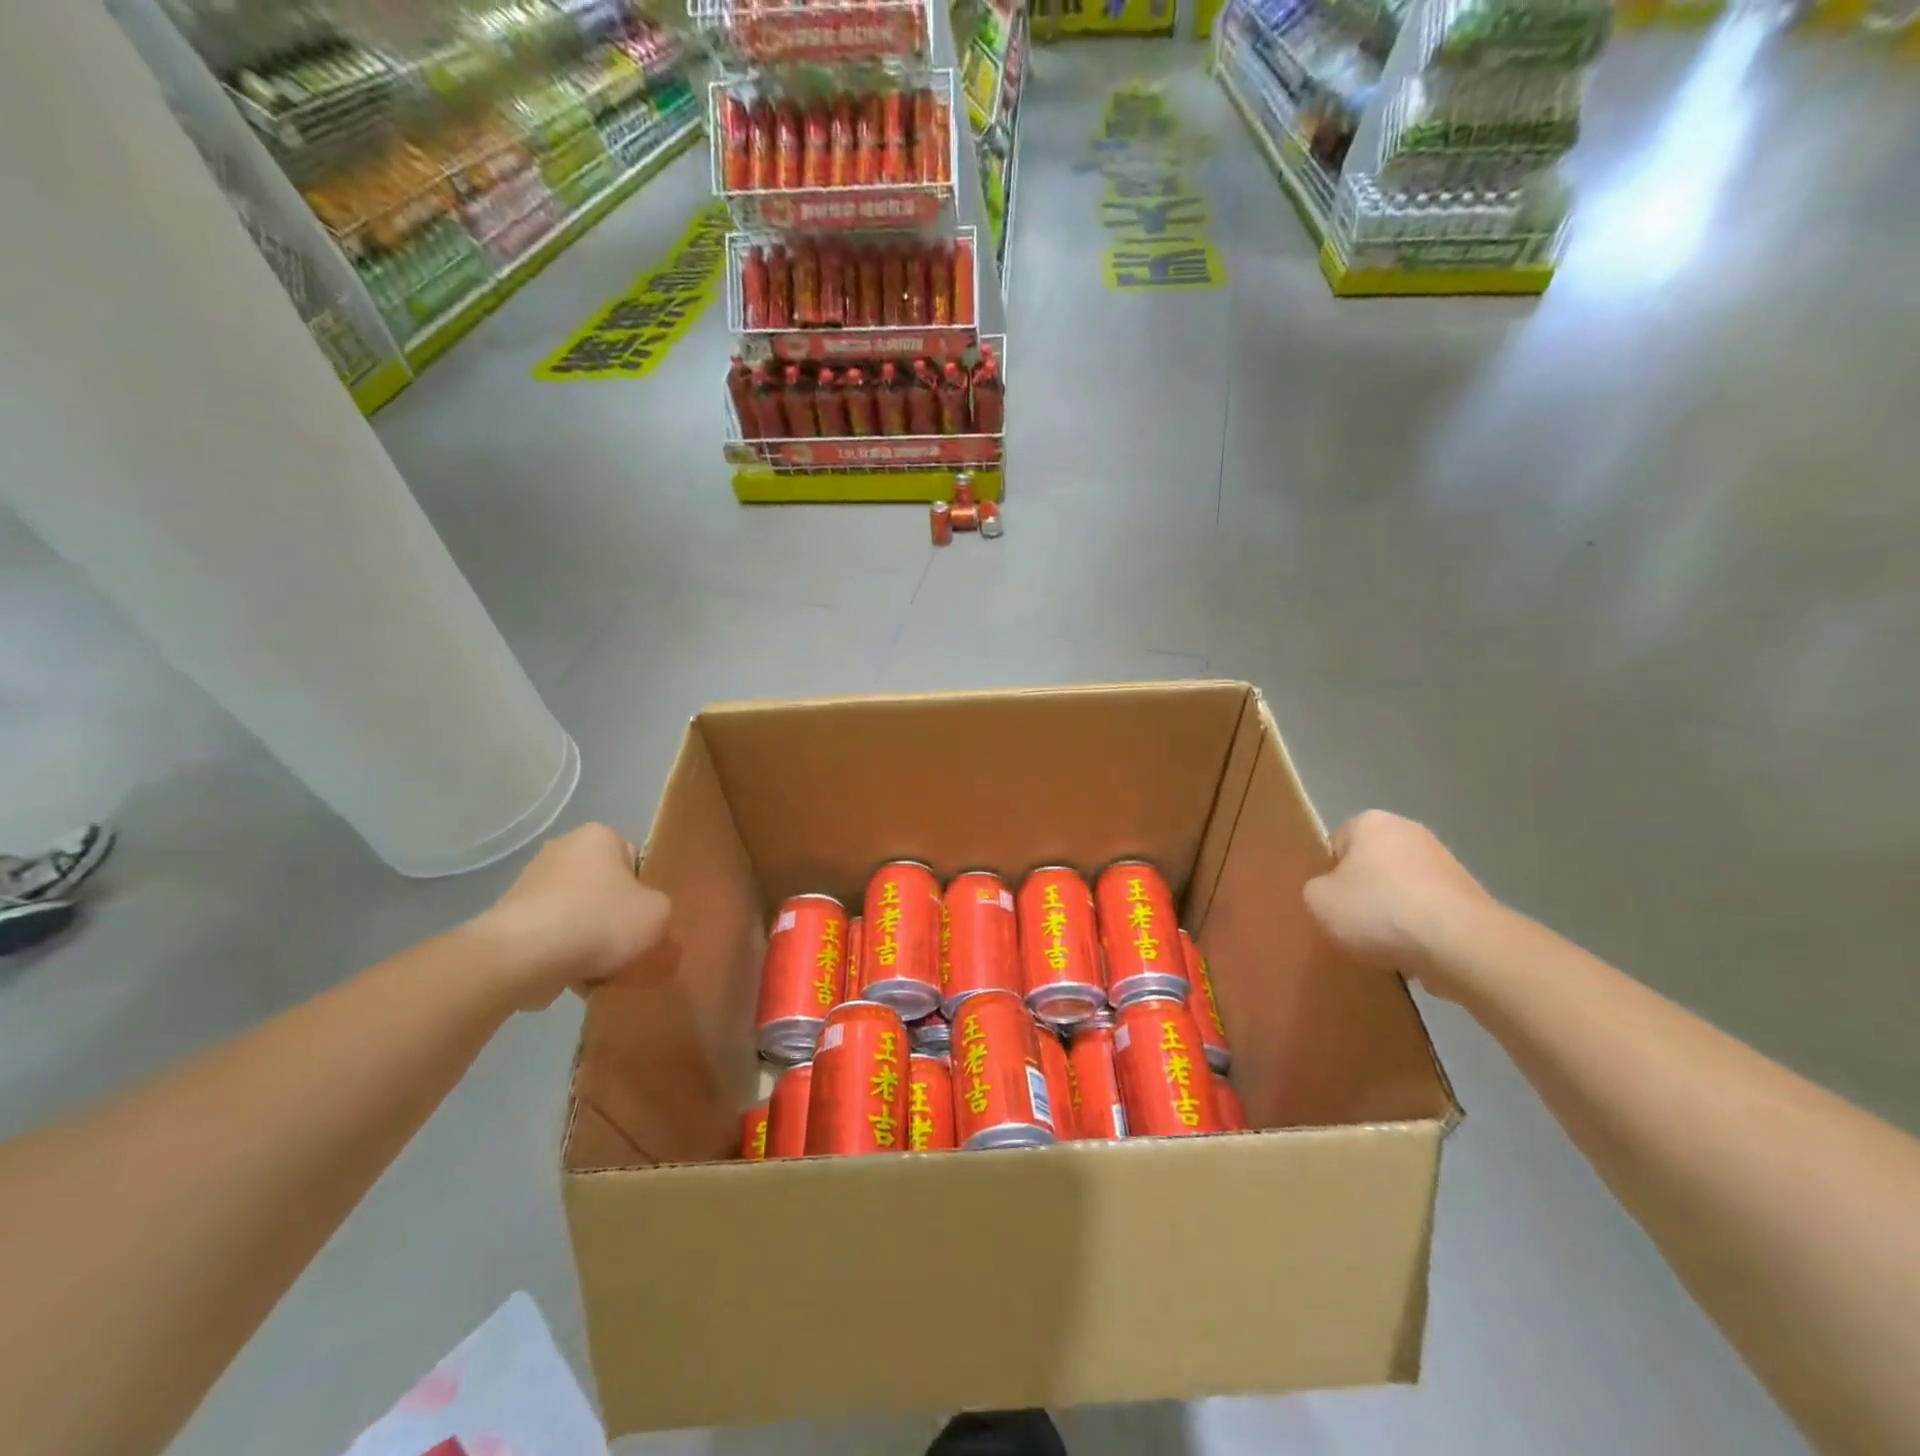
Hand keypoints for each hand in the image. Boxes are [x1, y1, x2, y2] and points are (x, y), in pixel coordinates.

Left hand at [471, 823, 670, 1008]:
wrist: (522, 958)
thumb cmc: (599, 922)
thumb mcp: (658, 915)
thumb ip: (661, 910)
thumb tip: (644, 919)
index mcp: (598, 836)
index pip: (635, 860)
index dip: (645, 893)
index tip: (644, 919)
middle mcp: (561, 850)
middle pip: (604, 889)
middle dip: (614, 918)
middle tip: (627, 947)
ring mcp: (530, 884)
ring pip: (577, 915)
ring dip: (588, 941)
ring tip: (599, 970)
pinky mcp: (508, 919)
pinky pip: (550, 936)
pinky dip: (561, 955)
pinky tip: (572, 978)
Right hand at [1303, 811, 1492, 995]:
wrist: (1460, 944)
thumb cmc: (1378, 911)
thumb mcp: (1318, 901)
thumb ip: (1316, 889)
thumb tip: (1332, 893)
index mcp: (1370, 822)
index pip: (1336, 845)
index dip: (1329, 876)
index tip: (1332, 903)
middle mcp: (1410, 831)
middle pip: (1371, 866)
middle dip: (1363, 894)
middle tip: (1353, 925)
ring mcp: (1446, 862)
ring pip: (1401, 890)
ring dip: (1393, 914)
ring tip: (1385, 946)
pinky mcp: (1470, 896)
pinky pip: (1430, 912)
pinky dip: (1420, 930)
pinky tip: (1414, 953)